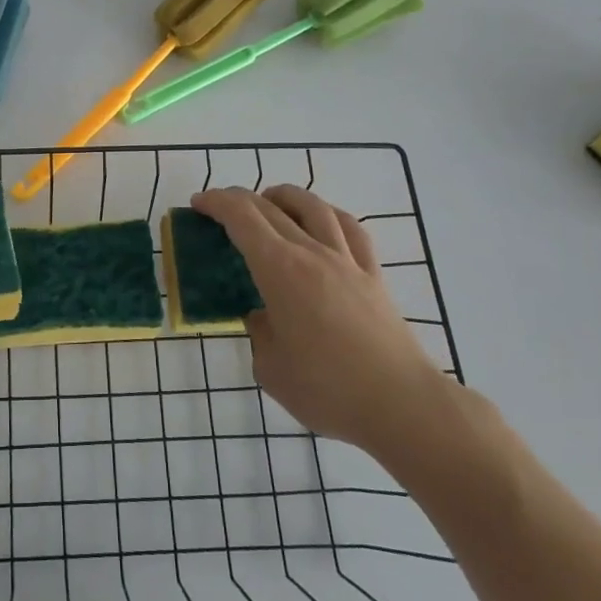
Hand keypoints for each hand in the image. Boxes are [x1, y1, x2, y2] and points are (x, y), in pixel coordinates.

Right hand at [191, 184, 454, 470]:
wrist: (402, 404)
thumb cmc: (328, 389)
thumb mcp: (271, 369)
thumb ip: (260, 334)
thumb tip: (264, 317)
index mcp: (279, 271)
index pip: (242, 218)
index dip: (216, 203)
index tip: (198, 204)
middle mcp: (312, 253)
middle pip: (271, 208)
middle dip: (239, 199)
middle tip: (220, 207)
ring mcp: (347, 261)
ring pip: (313, 207)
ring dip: (284, 196)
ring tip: (269, 201)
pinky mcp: (373, 276)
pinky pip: (350, 229)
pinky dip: (328, 214)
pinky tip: (322, 221)